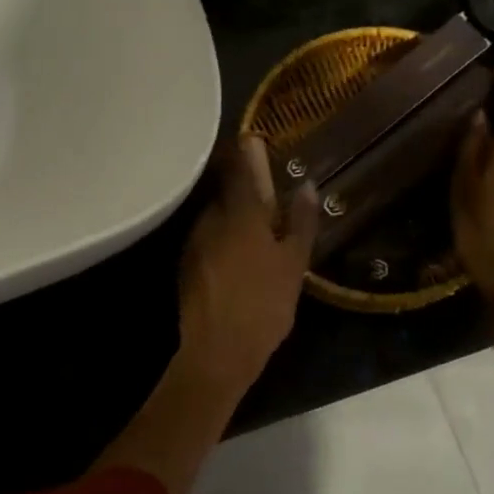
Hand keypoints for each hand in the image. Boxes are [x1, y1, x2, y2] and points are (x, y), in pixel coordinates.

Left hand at [178, 136, 317, 393]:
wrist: (218, 352)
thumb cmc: (264, 304)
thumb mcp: (293, 264)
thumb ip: (300, 222)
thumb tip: (308, 185)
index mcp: (239, 214)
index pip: (238, 167)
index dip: (245, 151)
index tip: (252, 141)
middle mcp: (209, 220)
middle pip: (225, 194)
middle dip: (243, 193)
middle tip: (267, 202)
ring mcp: (193, 243)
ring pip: (215, 218)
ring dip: (231, 219)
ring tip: (255, 237)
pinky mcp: (185, 266)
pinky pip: (206, 240)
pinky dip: (221, 241)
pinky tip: (236, 261)